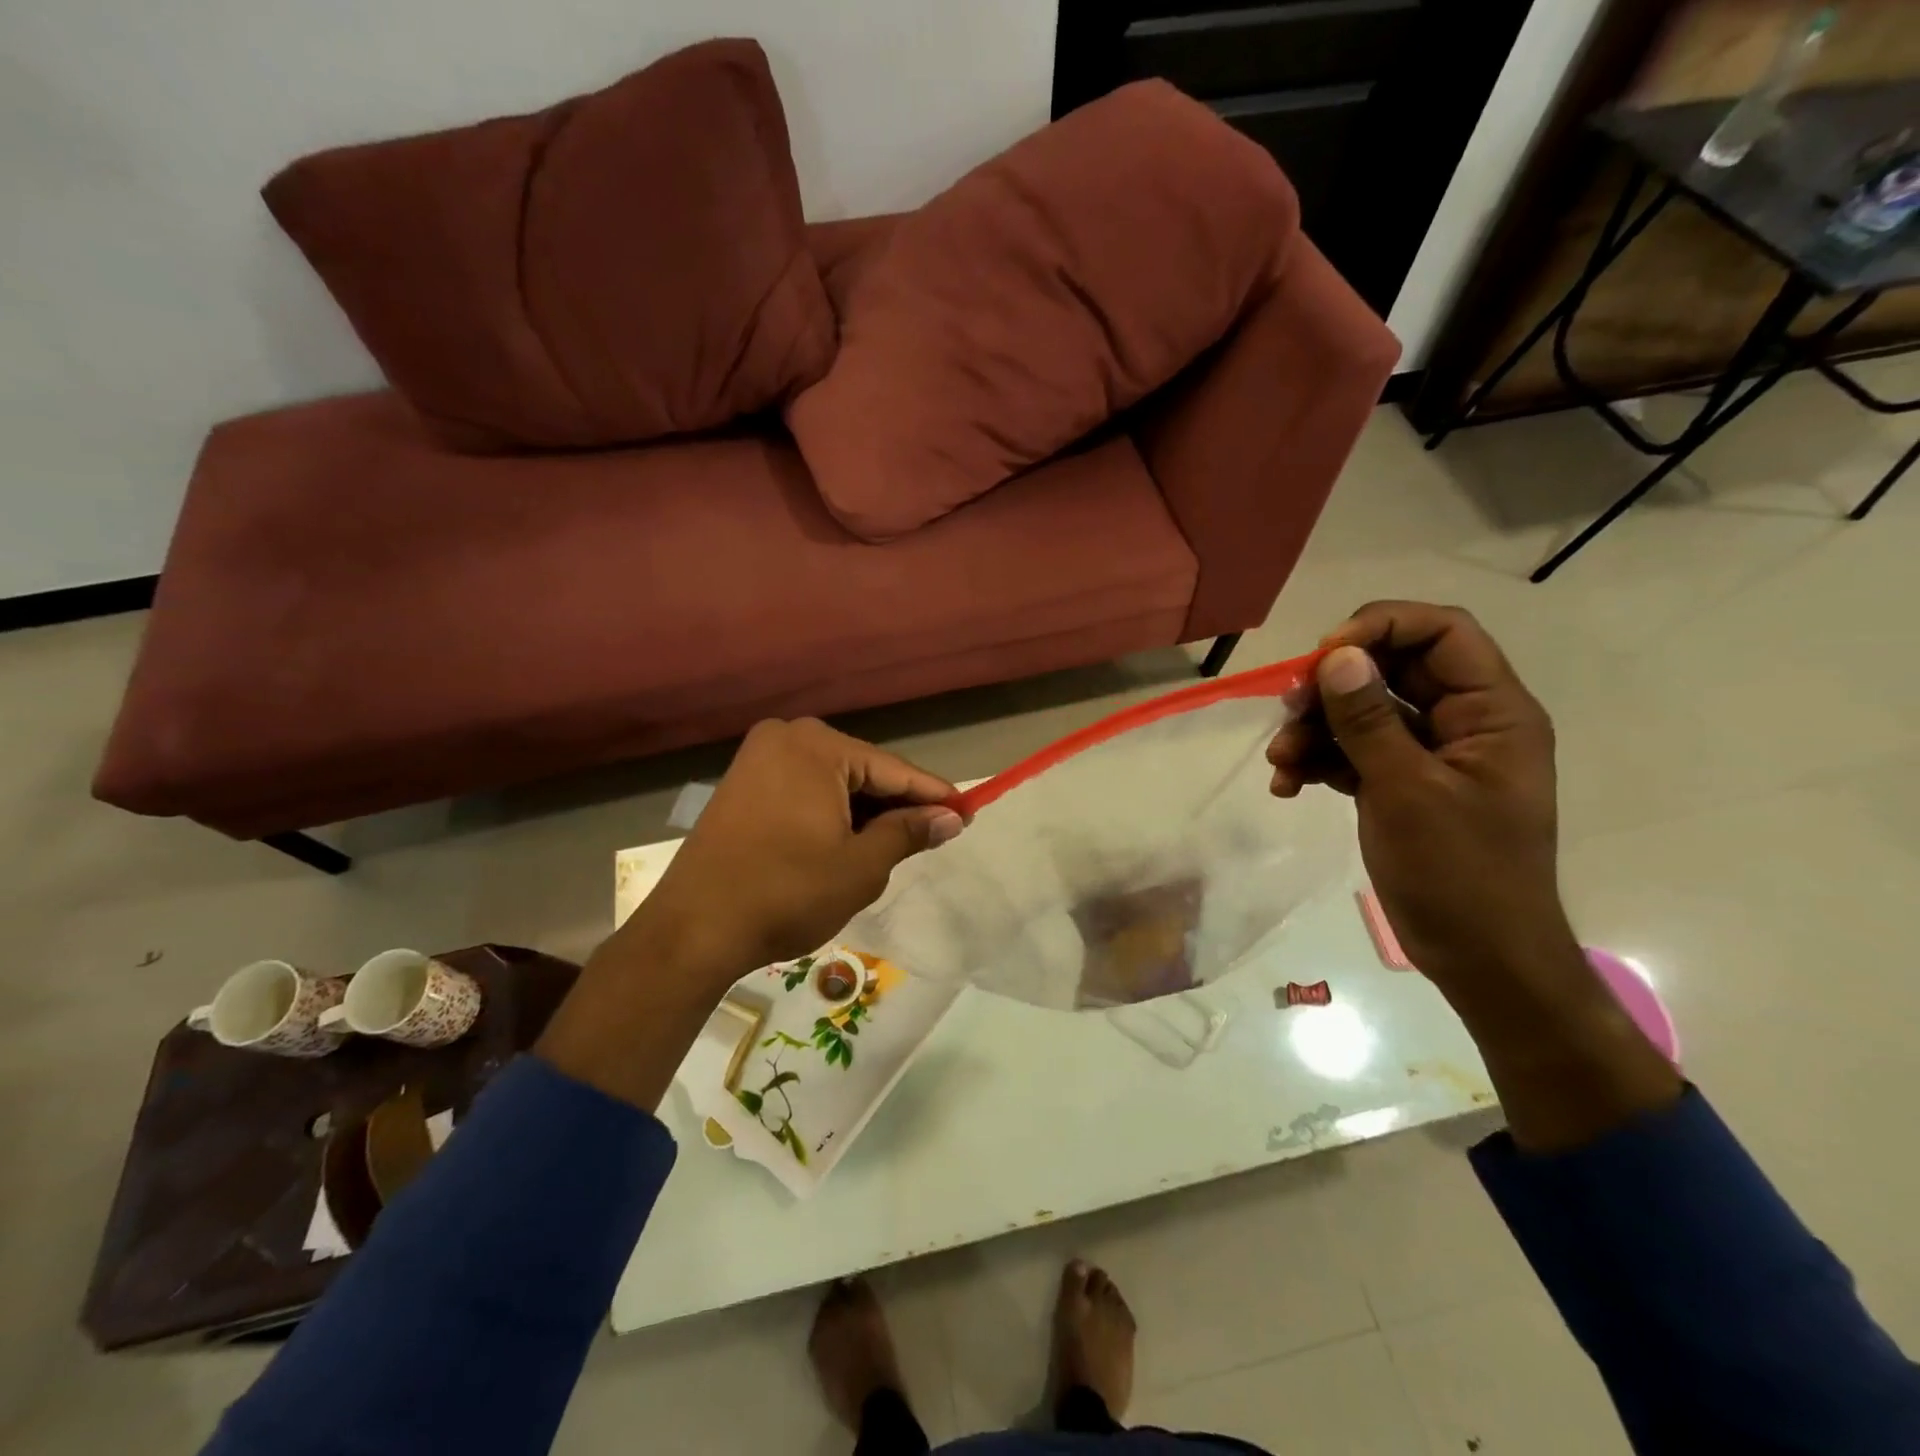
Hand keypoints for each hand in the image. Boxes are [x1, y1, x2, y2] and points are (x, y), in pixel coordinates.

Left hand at [629, 718, 965, 987]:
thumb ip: (909, 833)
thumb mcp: (860, 866)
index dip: (934, 796)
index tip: (968, 813)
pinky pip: (805, 791)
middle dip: (896, 806)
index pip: (894, 770)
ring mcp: (758, 760)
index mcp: (817, 746)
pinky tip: (849, 842)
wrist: (693, 930)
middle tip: (934, 836)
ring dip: (864, 814)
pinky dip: (831, 815)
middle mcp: (786, 738)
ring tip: (895, 847)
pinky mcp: (742, 785)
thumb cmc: (786, 893)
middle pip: (863, 772)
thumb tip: (952, 818)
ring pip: (834, 783)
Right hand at [1269, 602, 1681, 1151]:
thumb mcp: (1407, 791)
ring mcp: (1429, 754)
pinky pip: (1353, 751)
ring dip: (1315, 729)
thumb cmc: (1460, 874)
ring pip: (1363, 712)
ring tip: (1280, 763)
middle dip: (1333, 686)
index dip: (1381, 627)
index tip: (1324, 657)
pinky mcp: (1401, 784)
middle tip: (1289, 709)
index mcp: (1491, 711)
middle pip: (1392, 669)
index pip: (1442, 632)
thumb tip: (1335, 656)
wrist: (1481, 958)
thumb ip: (1369, 720)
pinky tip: (1287, 786)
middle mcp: (1463, 721)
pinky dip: (1318, 761)